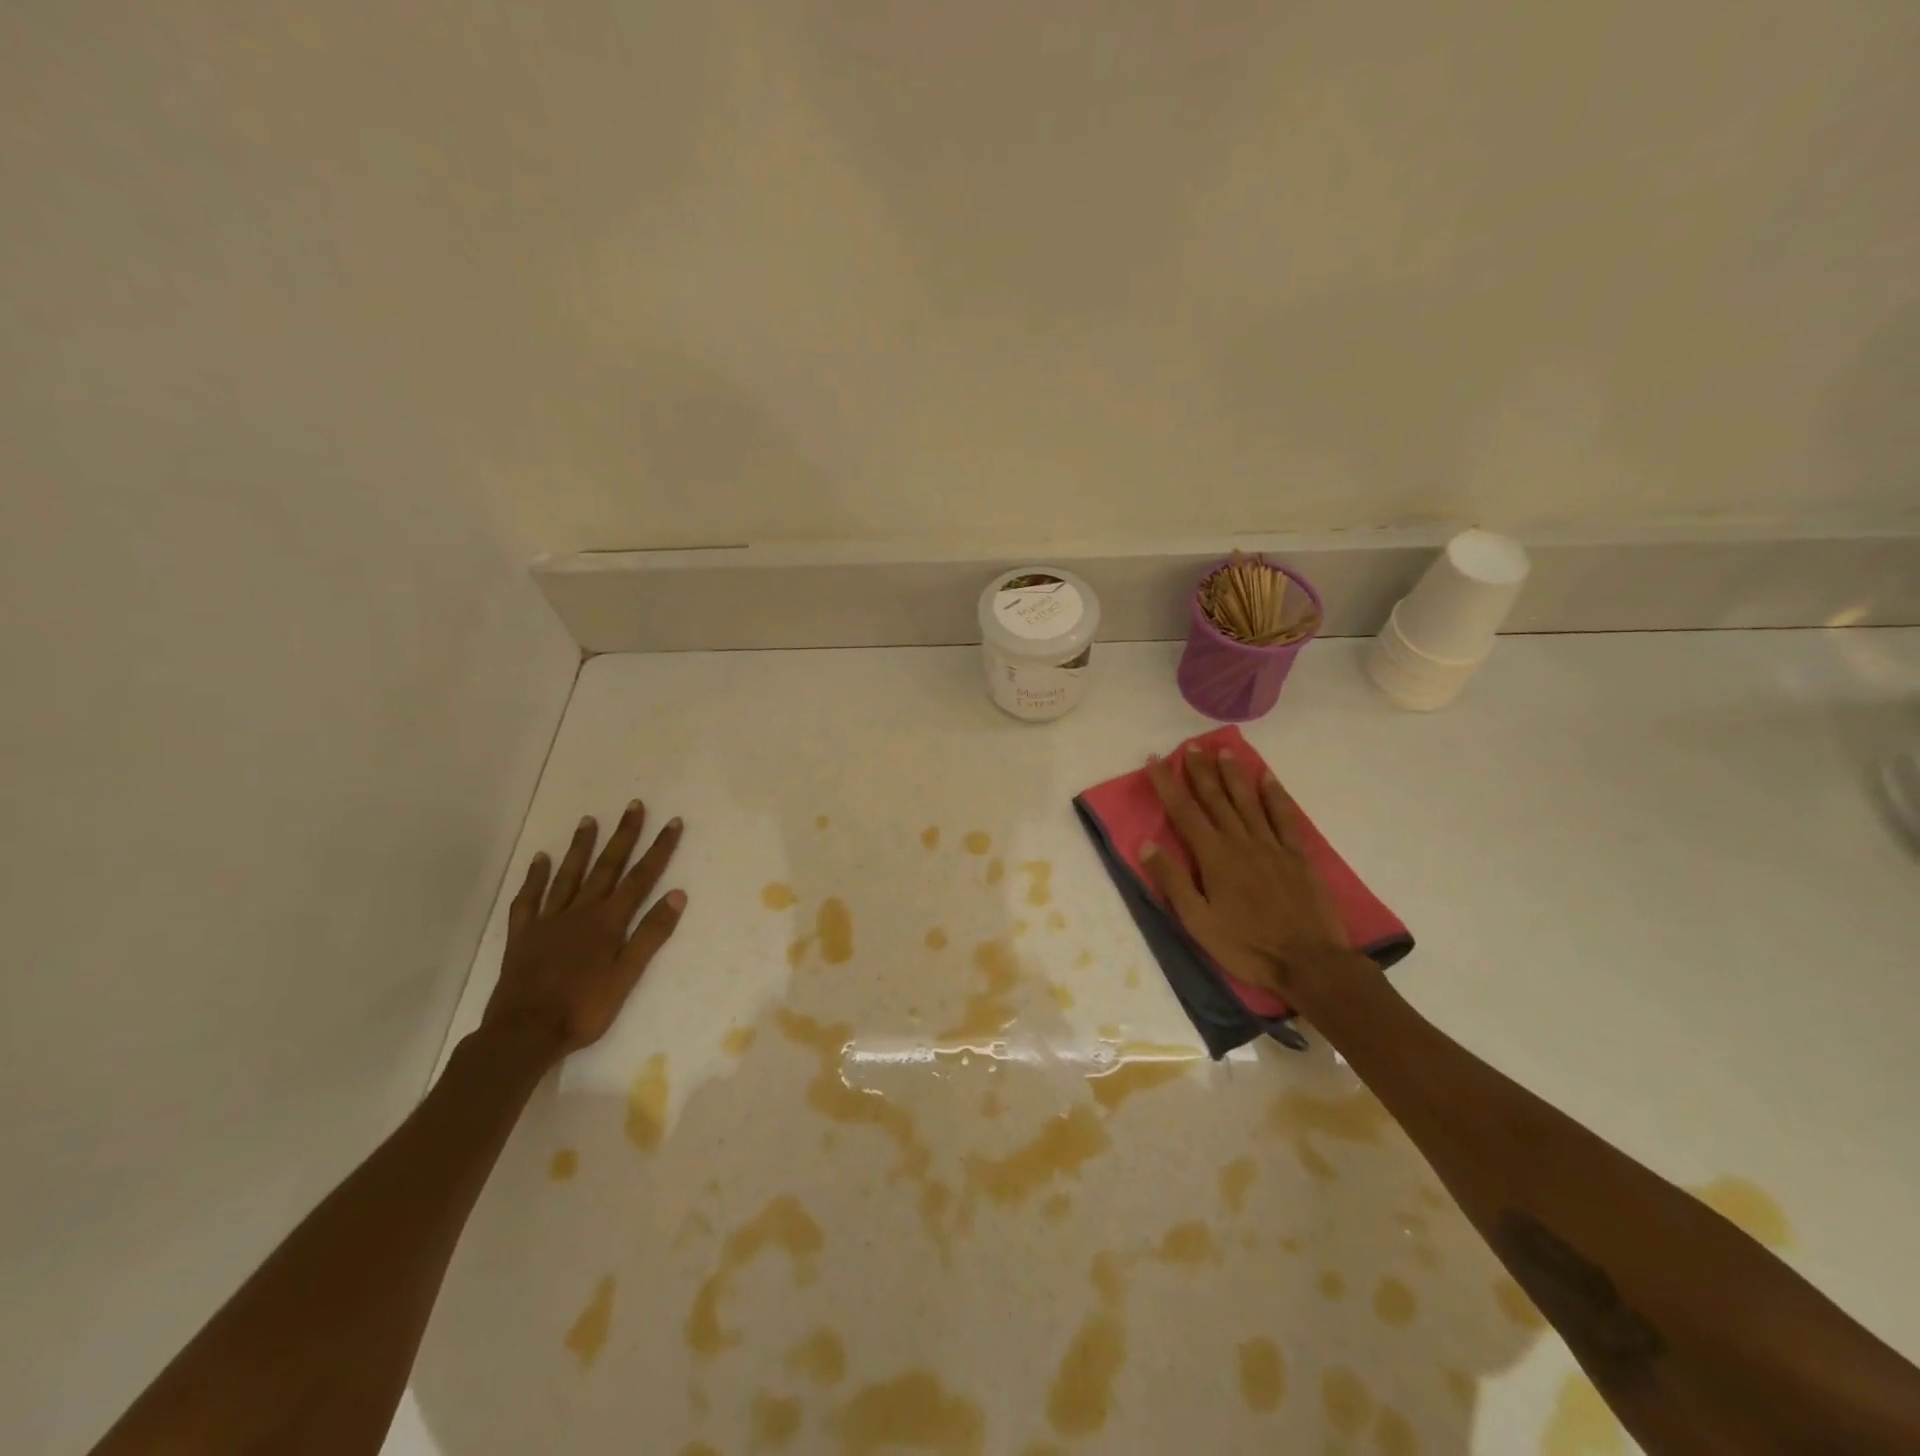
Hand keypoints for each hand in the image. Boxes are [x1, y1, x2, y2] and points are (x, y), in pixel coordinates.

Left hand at [482, 800, 686, 1058]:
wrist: (524, 1033)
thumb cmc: (583, 1009)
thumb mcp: (627, 976)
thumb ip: (650, 934)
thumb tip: (677, 895)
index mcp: (608, 922)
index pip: (640, 878)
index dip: (658, 849)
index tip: (672, 823)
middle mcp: (580, 912)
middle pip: (606, 867)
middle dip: (623, 836)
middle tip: (633, 806)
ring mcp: (548, 921)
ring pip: (568, 876)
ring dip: (580, 847)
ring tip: (589, 820)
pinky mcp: (523, 936)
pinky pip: (528, 900)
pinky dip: (534, 878)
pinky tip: (539, 860)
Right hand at [1142, 745, 1354, 1005]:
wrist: (1309, 963)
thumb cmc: (1246, 946)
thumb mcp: (1198, 922)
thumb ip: (1173, 881)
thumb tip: (1146, 844)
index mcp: (1213, 857)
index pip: (1184, 811)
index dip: (1167, 784)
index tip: (1155, 760)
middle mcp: (1241, 842)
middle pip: (1216, 799)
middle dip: (1200, 771)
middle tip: (1191, 745)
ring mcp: (1272, 846)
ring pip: (1248, 801)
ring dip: (1233, 775)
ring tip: (1223, 751)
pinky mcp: (1297, 856)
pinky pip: (1284, 818)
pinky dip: (1275, 796)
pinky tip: (1268, 778)